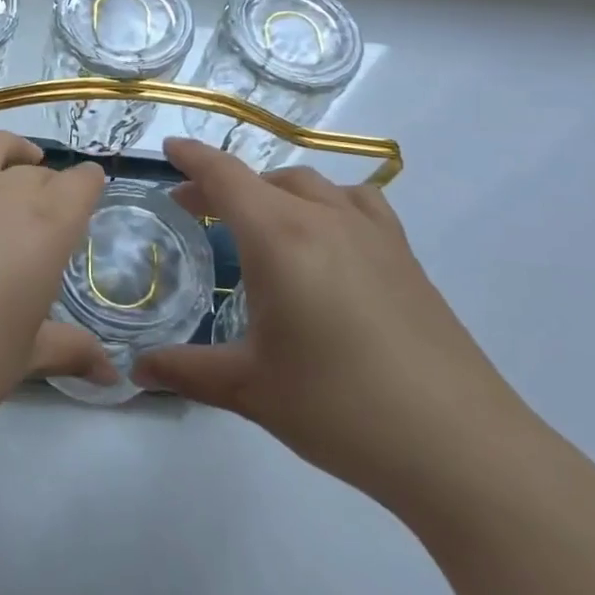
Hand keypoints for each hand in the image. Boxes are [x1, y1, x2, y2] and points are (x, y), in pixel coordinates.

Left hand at [0, 131, 111, 459]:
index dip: (88, 186)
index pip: (80, 185)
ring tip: (11, 163)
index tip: (88, 194)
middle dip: (48, 185)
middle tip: (43, 212)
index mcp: (44, 228)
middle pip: (35, 171)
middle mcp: (1, 192)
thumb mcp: (24, 360)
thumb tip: (113, 375)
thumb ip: (69, 351)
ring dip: (8, 152)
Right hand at [133, 139, 535, 514]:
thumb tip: (136, 372)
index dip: (193, 158)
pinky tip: (328, 237)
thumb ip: (186, 371)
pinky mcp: (406, 256)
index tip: (169, 149)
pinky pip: (358, 203)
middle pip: (265, 179)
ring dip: (274, 190)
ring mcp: (373, 233)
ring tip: (259, 221)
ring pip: (312, 185)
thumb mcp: (250, 388)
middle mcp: (325, 219)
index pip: (225, 176)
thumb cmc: (339, 408)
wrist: (458, 445)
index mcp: (279, 237)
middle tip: (196, 210)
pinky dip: (327, 202)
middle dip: (224, 185)